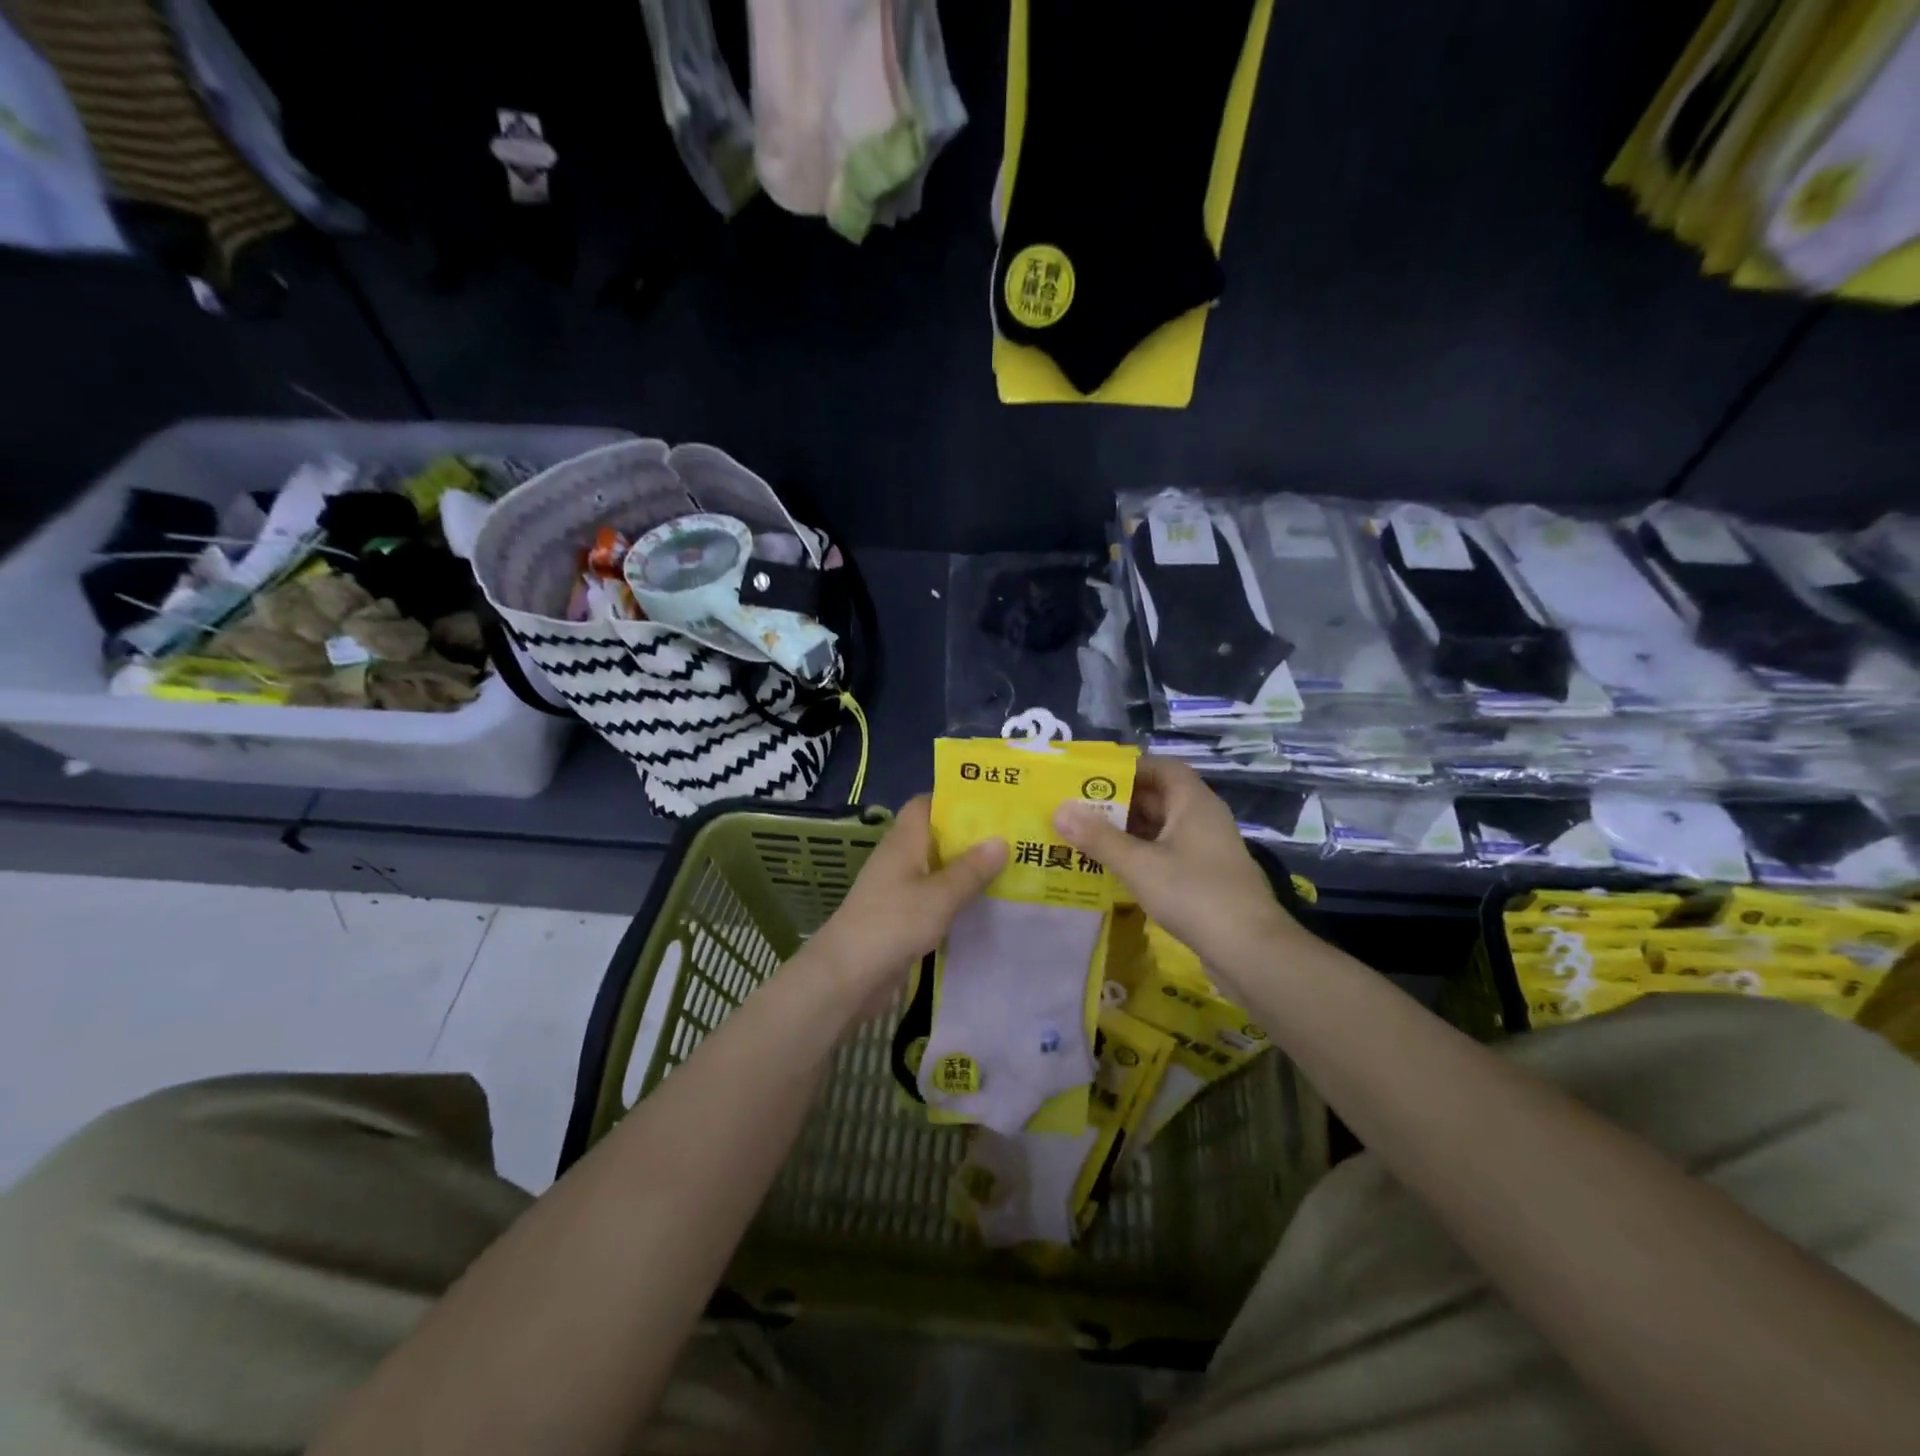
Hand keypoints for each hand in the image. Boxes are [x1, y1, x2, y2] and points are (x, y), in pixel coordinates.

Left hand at [808, 796, 1005, 1019]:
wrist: (846, 977)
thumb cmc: (892, 924)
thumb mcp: (939, 896)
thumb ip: (971, 870)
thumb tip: (1001, 840)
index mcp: (904, 841)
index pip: (925, 804)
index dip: (953, 799)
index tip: (990, 803)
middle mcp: (899, 858)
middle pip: (935, 836)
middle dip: (969, 835)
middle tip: (1012, 835)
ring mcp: (898, 889)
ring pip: (936, 868)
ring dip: (965, 868)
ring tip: (1009, 867)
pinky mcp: (900, 916)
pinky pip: (933, 896)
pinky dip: (955, 896)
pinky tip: (984, 904)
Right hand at [1054, 757, 1297, 984]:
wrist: (1250, 950)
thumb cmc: (1194, 894)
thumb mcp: (1139, 864)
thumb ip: (1098, 837)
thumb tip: (1059, 809)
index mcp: (1193, 802)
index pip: (1161, 768)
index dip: (1128, 769)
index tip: (1092, 780)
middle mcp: (1203, 819)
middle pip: (1158, 798)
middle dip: (1118, 803)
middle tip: (1078, 811)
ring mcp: (1206, 850)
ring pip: (1160, 829)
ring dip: (1126, 833)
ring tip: (1086, 839)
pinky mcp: (1205, 878)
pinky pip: (1167, 855)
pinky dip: (1140, 856)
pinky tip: (1113, 870)